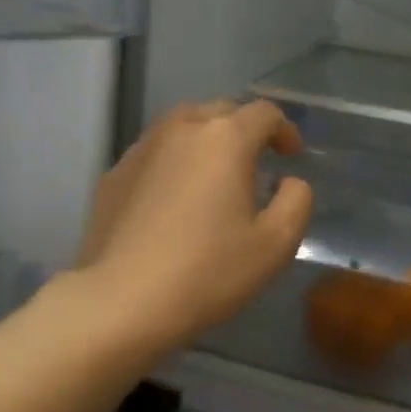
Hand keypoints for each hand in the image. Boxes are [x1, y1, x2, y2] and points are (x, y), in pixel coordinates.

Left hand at [77, 100, 313, 348]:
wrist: (122, 299)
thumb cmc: (208, 271)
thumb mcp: (275, 244)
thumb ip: (296, 201)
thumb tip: (289, 182)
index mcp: (224, 138)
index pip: (264, 113)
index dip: (285, 130)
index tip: (292, 157)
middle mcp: (180, 129)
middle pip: (220, 111)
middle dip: (244, 130)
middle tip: (256, 163)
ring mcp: (141, 148)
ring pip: (182, 127)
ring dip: (206, 141)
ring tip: (214, 175)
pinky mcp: (114, 174)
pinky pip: (154, 153)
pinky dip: (173, 162)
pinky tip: (174, 198)